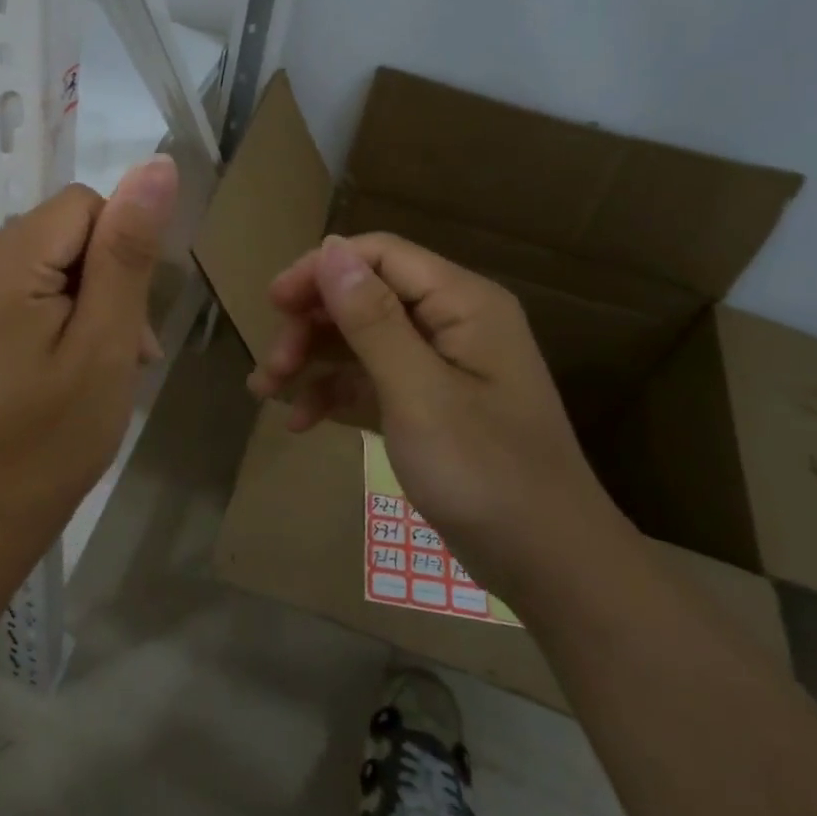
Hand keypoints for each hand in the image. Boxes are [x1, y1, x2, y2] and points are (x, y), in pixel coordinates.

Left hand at [0, 156, 177, 546]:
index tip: (124, 322)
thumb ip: (128, 251)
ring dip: (86, 294)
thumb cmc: (56, 437)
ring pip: (51, 250)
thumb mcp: (106, 343)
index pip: (84, 206)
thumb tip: (157, 165)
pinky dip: (58, 304)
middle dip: (104, 278)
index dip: (119, 255)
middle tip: (116, 350)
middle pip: (65, 227)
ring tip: (96, 358)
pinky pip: (27, 273)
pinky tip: (66, 352)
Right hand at [248, 233, 620, 592]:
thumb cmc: (486, 475)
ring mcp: (438, 364)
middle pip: (363, 296)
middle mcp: (451, 321)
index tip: (273, 304)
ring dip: (311, 360)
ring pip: (359, 339)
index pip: (379, 255)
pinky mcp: (427, 403)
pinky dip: (332, 394)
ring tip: (266, 392)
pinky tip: (299, 422)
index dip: (320, 270)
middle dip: (311, 324)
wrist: (550, 567)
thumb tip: (330, 248)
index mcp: (462, 303)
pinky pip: (369, 380)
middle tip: (271, 368)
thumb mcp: (420, 395)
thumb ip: (373, 319)